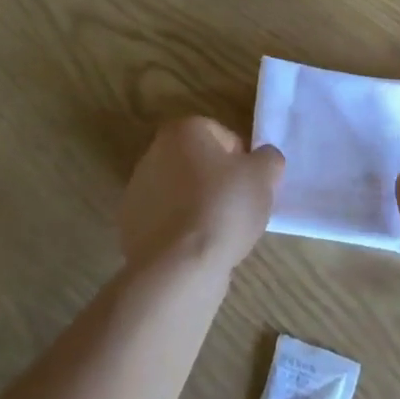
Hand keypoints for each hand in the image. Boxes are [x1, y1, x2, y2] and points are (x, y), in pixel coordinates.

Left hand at [119, 117, 284, 274]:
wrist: (177, 267)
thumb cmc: (222, 208)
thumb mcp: (264, 175)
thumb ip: (268, 159)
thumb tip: (263, 160)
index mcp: (182, 131)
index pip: (224, 136)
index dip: (243, 161)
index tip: (251, 186)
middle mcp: (153, 153)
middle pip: (200, 164)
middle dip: (220, 183)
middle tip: (239, 209)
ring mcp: (137, 192)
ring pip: (183, 195)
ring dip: (201, 208)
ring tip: (220, 235)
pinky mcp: (131, 227)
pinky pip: (168, 223)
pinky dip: (182, 233)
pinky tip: (198, 251)